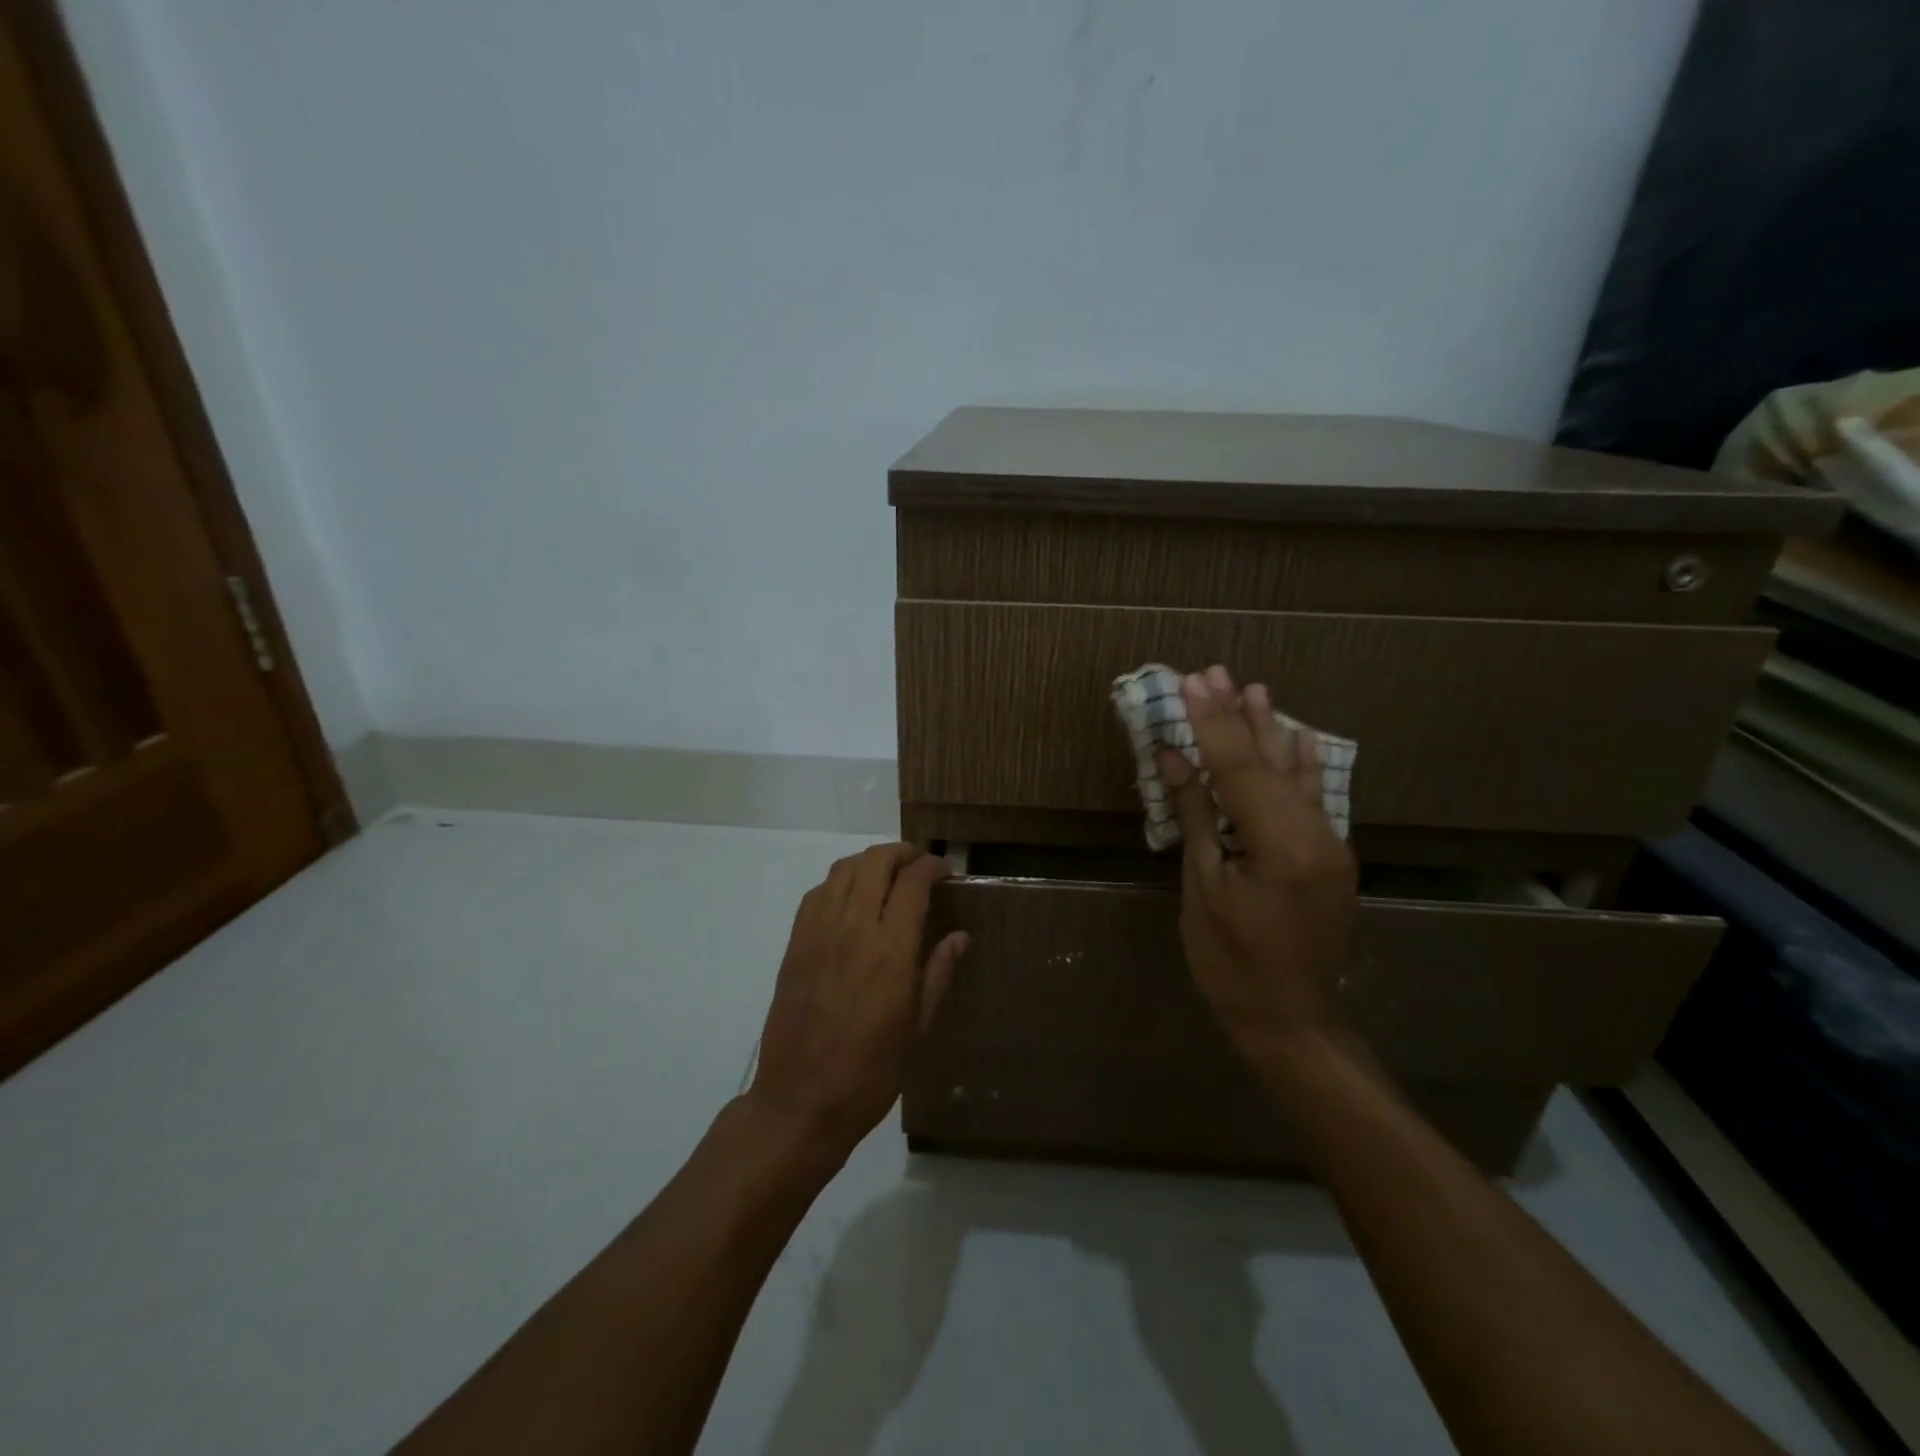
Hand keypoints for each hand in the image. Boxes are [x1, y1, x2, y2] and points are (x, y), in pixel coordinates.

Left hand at [748, 844, 968, 1159]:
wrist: (802, 1101)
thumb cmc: (871, 1071)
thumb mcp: (918, 1026)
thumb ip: (938, 972)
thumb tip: (959, 936)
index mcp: (890, 949)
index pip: (913, 882)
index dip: (933, 867)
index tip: (946, 871)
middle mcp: (853, 928)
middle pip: (876, 862)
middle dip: (902, 853)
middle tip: (920, 865)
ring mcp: (818, 932)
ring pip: (844, 869)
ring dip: (870, 861)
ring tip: (888, 875)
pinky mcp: (795, 943)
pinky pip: (818, 893)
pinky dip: (840, 882)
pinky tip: (852, 899)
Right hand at [1161, 666, 1357, 1067]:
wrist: (1291, 1020)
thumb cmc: (1231, 962)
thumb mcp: (1204, 887)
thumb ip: (1195, 816)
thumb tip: (1174, 757)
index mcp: (1279, 844)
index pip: (1237, 768)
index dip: (1211, 724)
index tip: (1192, 683)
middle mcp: (1315, 834)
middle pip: (1267, 762)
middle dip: (1238, 716)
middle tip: (1215, 672)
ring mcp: (1330, 845)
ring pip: (1295, 775)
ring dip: (1270, 731)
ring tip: (1254, 688)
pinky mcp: (1331, 857)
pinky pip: (1315, 799)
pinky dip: (1304, 766)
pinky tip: (1301, 737)